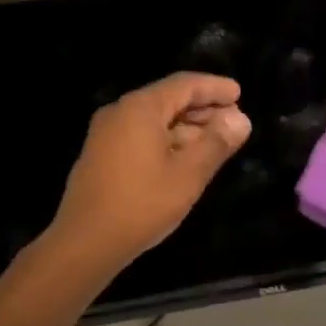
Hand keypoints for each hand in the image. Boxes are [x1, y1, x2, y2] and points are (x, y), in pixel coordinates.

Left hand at [48, 72, 251, 271]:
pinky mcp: (101, 155)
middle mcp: (120, 112)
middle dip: (202, 108)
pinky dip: (166, 140)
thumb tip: (240, 120)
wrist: (85, 242)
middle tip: (233, 121)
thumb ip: (216, 143)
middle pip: (168, 99)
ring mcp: (106, 134)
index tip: (239, 93)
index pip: (184, 84)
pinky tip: (184, 158)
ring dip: (186, 127)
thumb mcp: (188, 175)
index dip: (214, 88)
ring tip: (215, 142)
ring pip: (154, 120)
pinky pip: (140, 135)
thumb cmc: (141, 204)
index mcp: (140, 108)